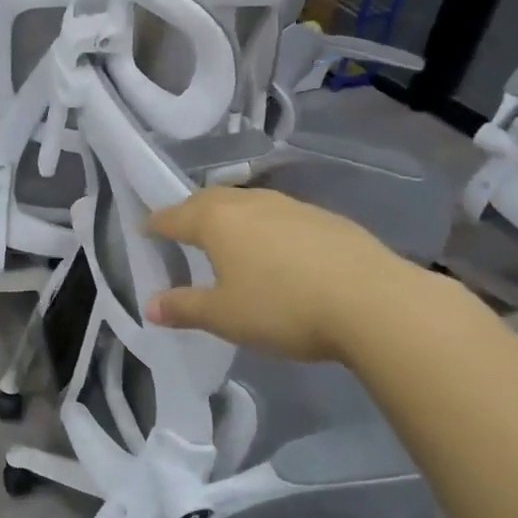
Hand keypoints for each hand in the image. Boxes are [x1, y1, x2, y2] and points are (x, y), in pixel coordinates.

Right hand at [143, 186, 451, 363]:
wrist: (373, 301)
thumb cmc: (283, 307)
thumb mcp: (225, 316)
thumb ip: (184, 308)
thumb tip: (150, 305)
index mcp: (216, 221)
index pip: (174, 216)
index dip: (155, 224)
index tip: (144, 229)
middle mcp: (248, 202)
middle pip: (208, 200)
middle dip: (190, 213)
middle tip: (181, 230)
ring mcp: (289, 205)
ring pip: (246, 203)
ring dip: (229, 216)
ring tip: (227, 238)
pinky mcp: (323, 217)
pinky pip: (278, 214)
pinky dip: (264, 226)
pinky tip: (277, 250)